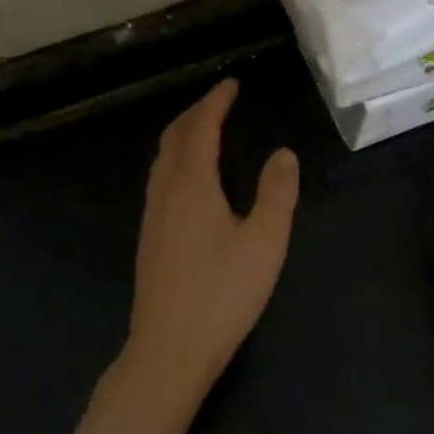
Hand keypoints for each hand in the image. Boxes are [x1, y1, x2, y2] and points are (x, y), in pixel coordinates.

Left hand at [125, 78, 299, 398]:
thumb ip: (277, 193)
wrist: (168, 350)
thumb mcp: (264, 242)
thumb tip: (283, 153)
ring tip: (206, 127)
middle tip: (221, 100)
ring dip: (183, 133)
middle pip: (175, 136)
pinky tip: (190, 176)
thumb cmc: (222, 294)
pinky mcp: (149, 236)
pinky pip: (160, 176)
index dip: (216, 102)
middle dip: (197, 111)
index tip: (231, 83)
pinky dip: (176, 157)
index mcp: (192, 185)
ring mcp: (152, 214)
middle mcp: (165, 191)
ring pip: (162, 157)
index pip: (201, 128)